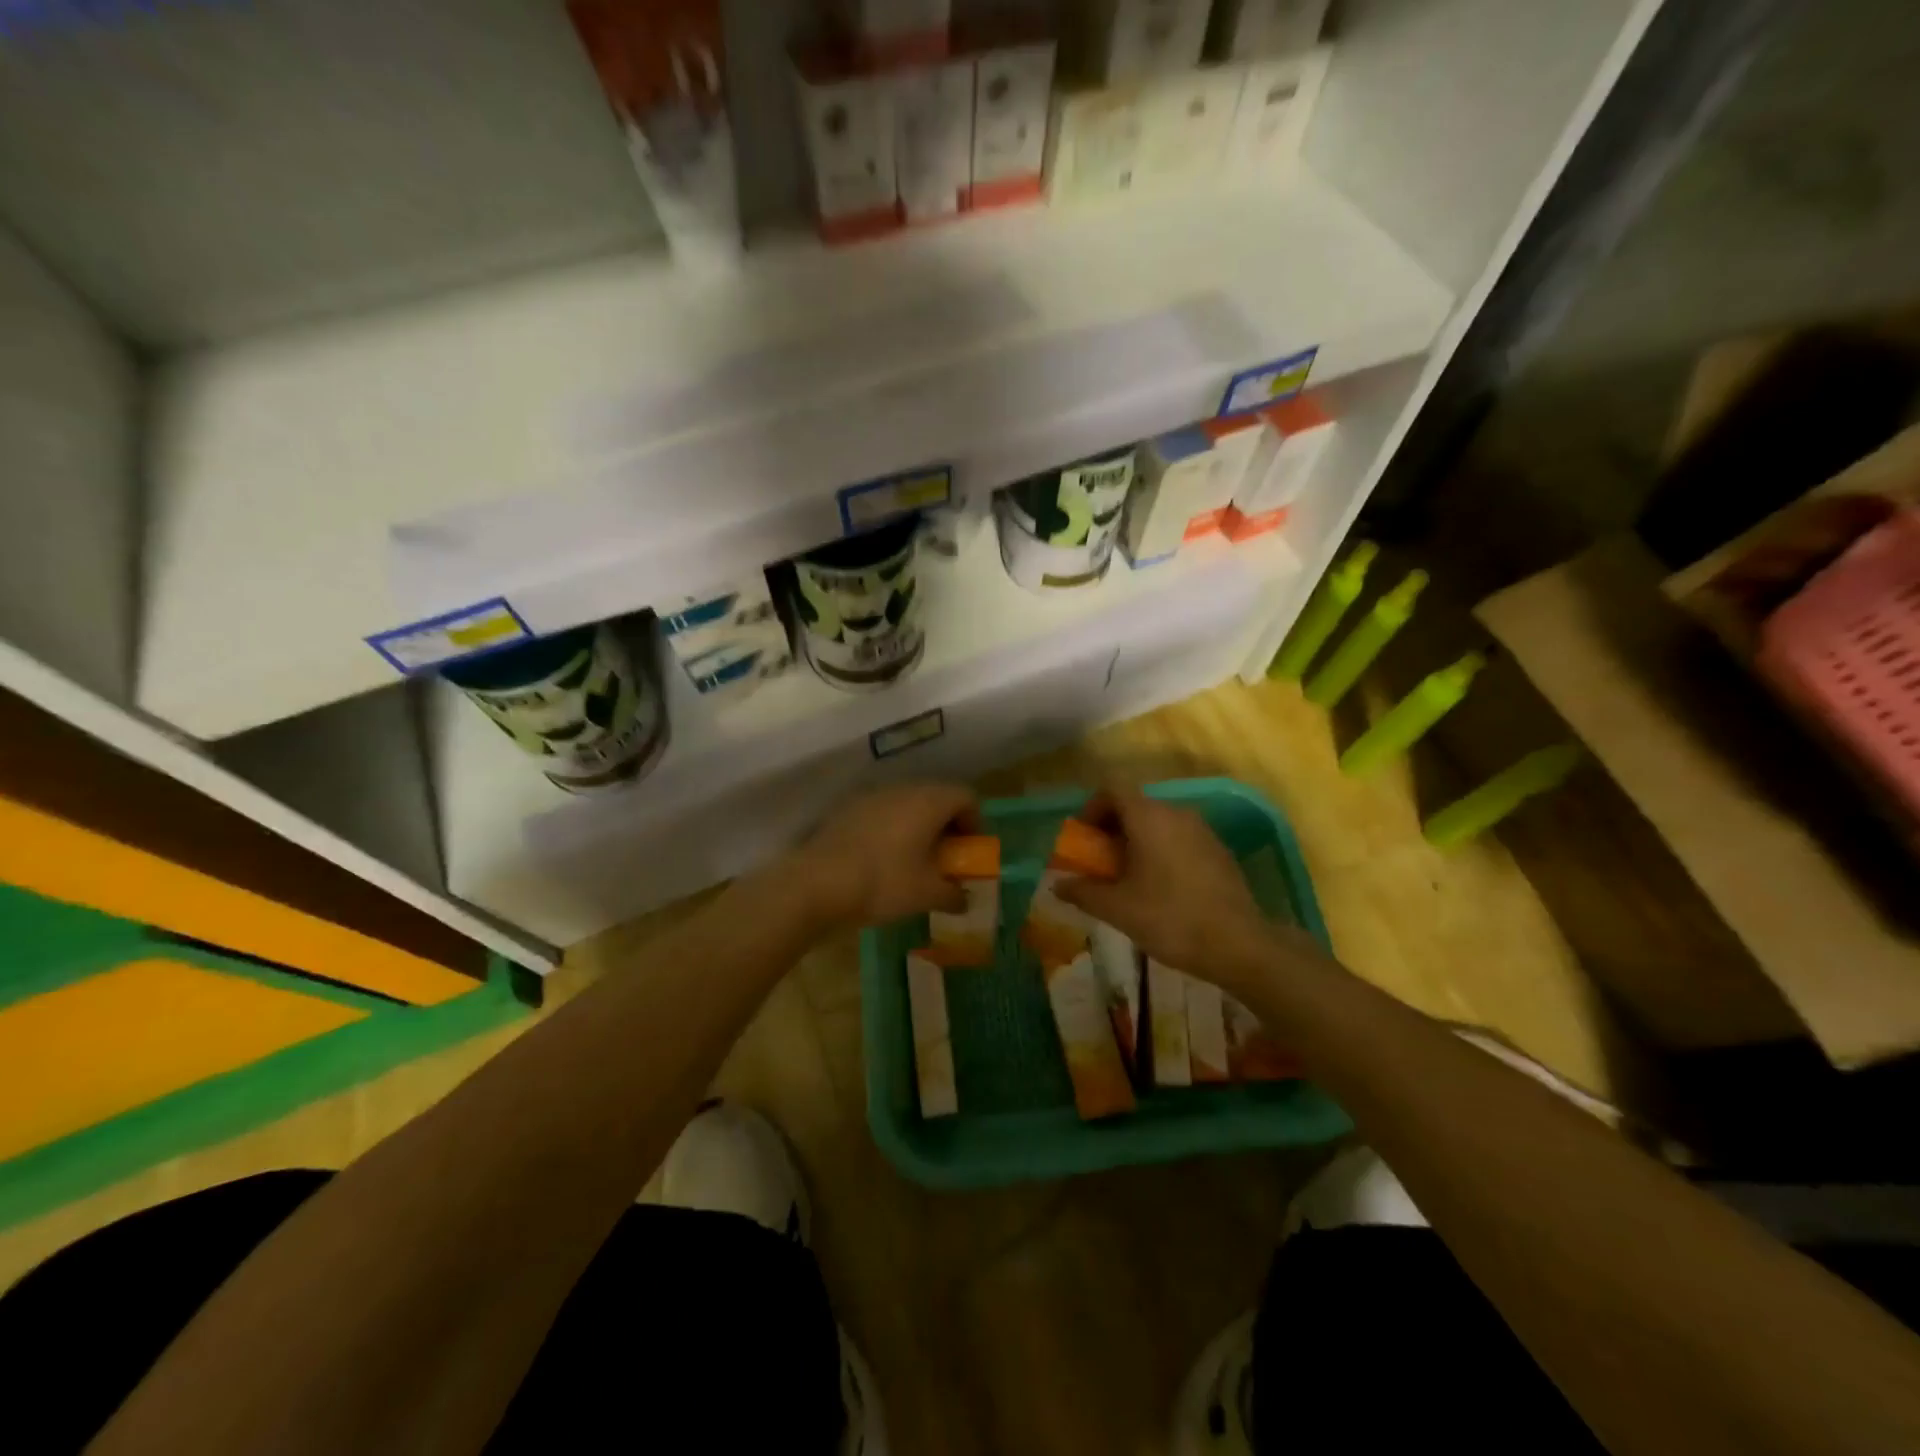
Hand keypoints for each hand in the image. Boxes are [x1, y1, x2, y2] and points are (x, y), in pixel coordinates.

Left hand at [786, 782, 978, 930]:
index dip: (975, 822)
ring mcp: (871, 797)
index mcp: (928, 801)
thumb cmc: (883, 883)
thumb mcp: (926, 895)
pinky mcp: (847, 810)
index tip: (970, 851)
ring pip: (907, 804)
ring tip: (914, 861)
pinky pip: (881, 813)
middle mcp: (902, 789)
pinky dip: (892, 830)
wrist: (816, 883)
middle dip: (947, 825)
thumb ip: (953, 894)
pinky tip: (883, 860)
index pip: (966, 796)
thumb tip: (965, 900)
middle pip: (936, 797)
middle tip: (946, 857)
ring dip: (918, 826)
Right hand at [1055, 786, 1311, 989]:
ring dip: (1136, 841)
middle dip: (1111, 829)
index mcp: (1149, 817)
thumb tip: (1057, 885)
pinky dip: (1161, 851)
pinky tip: (1160, 889)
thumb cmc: (1170, 919)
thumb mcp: (1118, 908)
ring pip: (1158, 823)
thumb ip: (1083, 892)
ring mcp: (1202, 831)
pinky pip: (1179, 839)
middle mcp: (1176, 813)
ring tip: (1127, 878)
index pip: (1112, 788)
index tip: (1083, 838)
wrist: (1239, 946)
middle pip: (1135, 805)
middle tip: (1100, 863)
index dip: (1091, 808)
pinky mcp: (1218, 851)